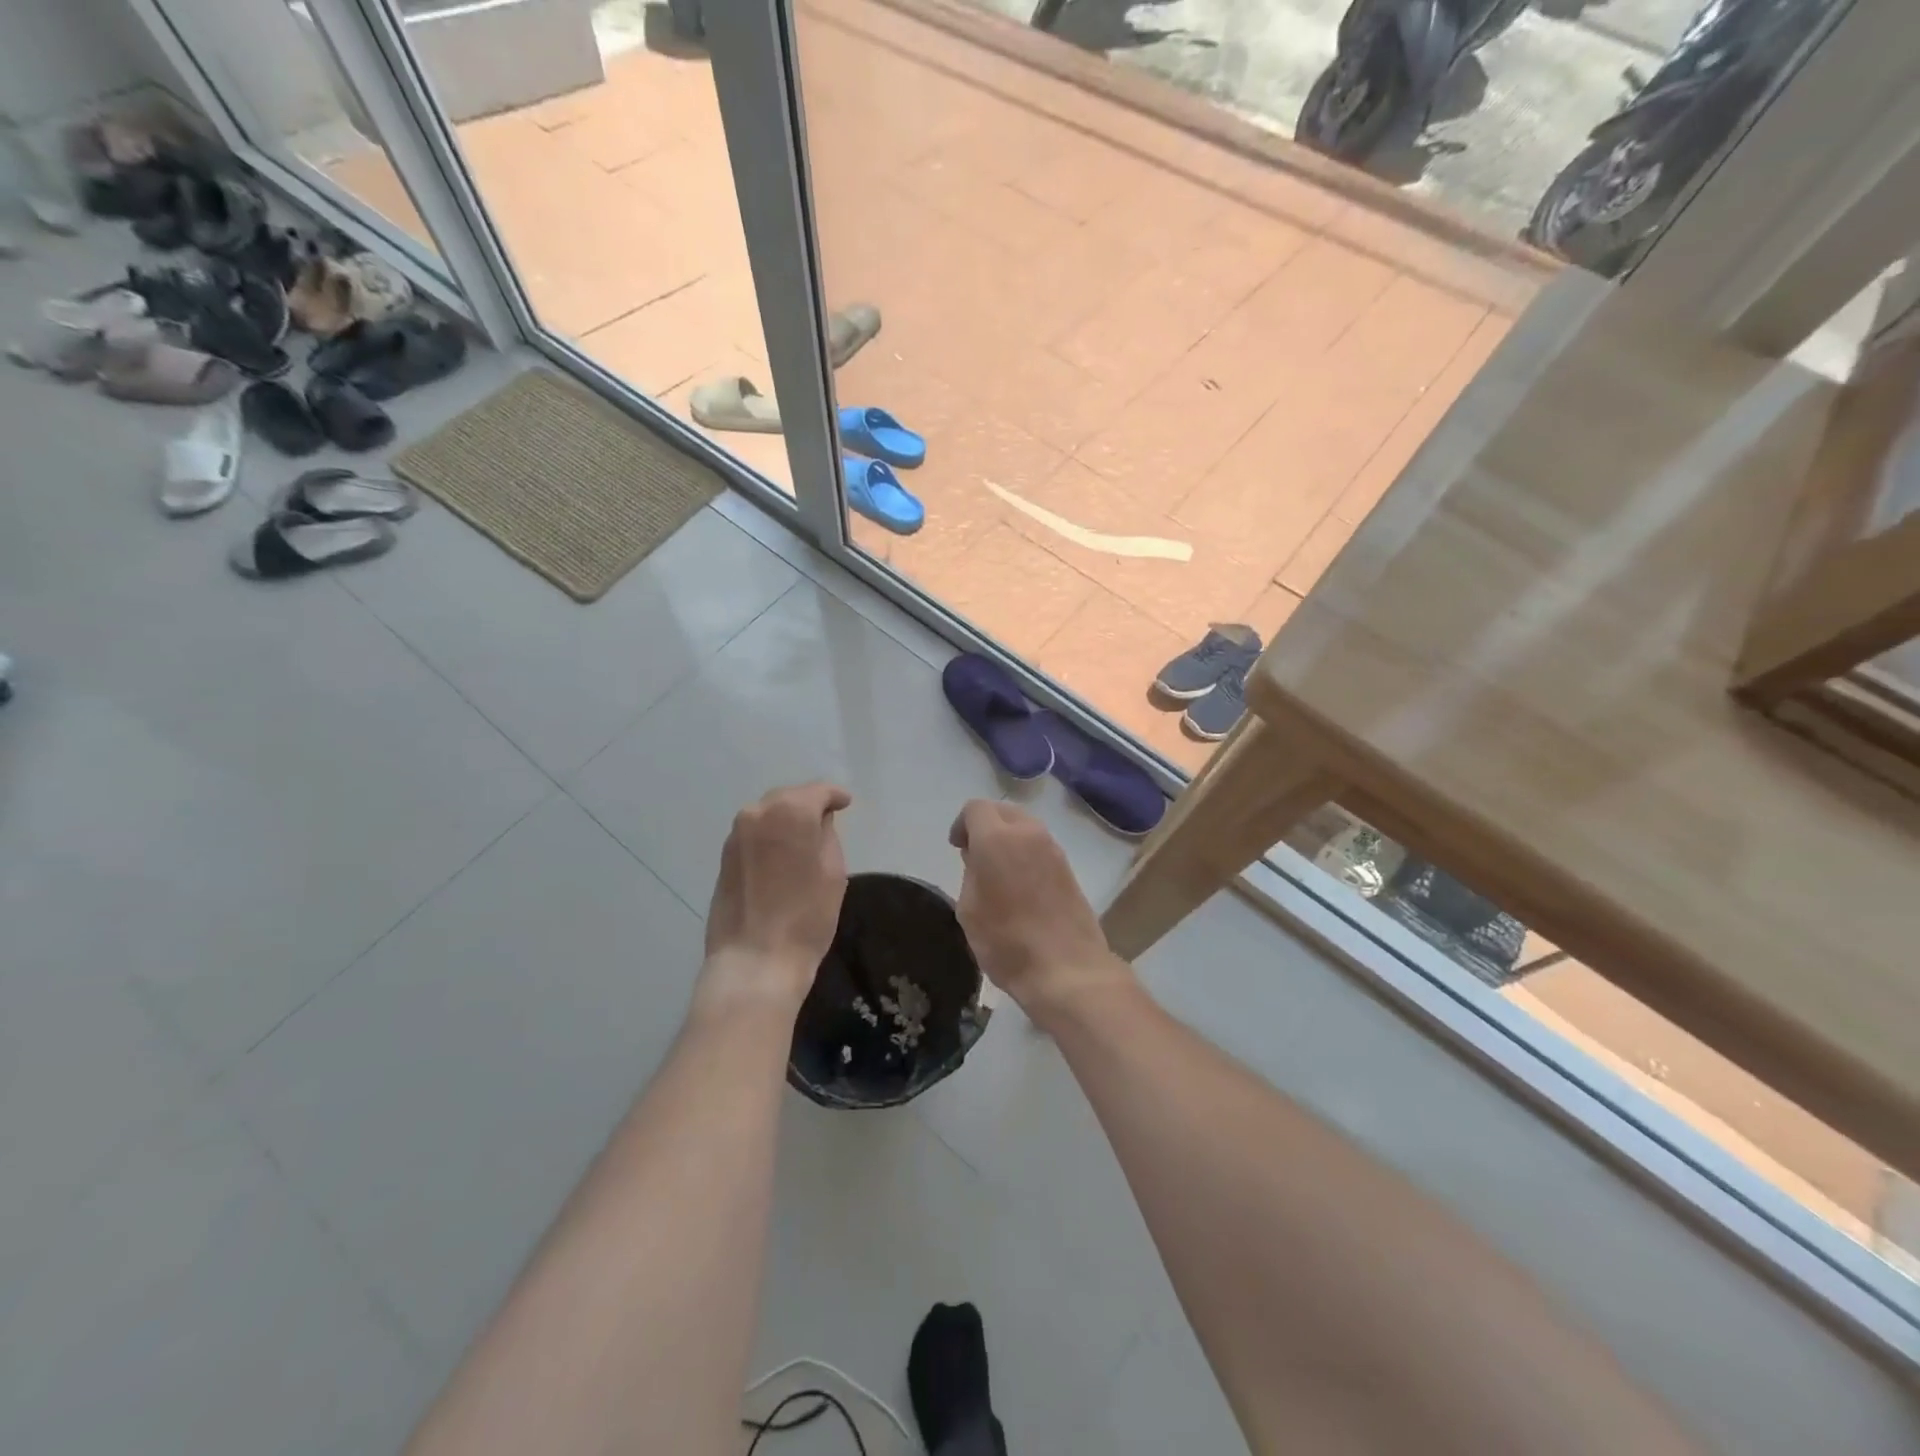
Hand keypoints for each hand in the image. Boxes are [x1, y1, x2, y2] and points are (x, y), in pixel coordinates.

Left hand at [700, 783, 851, 1013]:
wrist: (755, 960)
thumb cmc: (806, 916)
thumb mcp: (833, 872)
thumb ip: (827, 836)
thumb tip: (819, 821)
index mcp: (789, 811)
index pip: (818, 791)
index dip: (835, 796)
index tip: (847, 804)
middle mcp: (757, 813)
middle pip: (789, 797)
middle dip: (808, 804)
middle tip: (827, 819)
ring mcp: (735, 836)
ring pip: (767, 815)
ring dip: (786, 820)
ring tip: (804, 838)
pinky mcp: (724, 858)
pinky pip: (754, 835)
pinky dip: (770, 837)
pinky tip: (782, 854)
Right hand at [948, 801, 1132, 1027]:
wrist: (1068, 969)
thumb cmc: (1007, 942)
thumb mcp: (970, 910)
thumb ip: (970, 874)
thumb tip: (978, 859)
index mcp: (997, 838)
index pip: (976, 808)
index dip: (961, 824)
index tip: (957, 849)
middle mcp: (1029, 834)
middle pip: (1004, 811)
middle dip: (987, 825)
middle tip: (975, 856)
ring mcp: (1054, 850)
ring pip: (1025, 827)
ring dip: (1009, 839)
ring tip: (998, 873)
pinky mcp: (1069, 868)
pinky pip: (1041, 847)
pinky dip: (1027, 854)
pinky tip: (1021, 886)